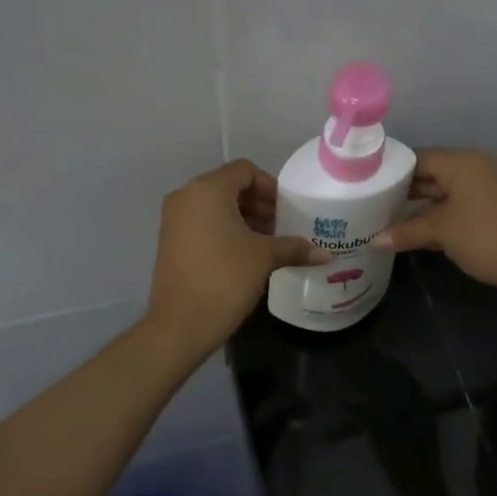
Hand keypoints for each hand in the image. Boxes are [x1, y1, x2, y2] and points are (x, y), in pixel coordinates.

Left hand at [147, 161, 329, 354]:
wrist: (180, 324)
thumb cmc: (225, 279)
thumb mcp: (264, 258)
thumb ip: (294, 248)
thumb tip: (327, 254)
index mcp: (208, 190)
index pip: (244, 171)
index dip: (270, 187)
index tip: (287, 210)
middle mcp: (186, 196)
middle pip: (229, 186)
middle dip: (258, 204)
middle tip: (282, 227)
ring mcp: (173, 219)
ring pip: (215, 206)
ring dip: (243, 218)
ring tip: (268, 243)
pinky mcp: (170, 240)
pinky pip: (202, 222)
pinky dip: (224, 229)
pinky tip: (245, 254)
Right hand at [372, 148, 496, 296]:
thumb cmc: (484, 236)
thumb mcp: (441, 232)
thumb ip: (406, 232)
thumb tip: (373, 240)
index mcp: (462, 162)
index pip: (419, 158)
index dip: (394, 170)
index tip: (370, 184)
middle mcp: (477, 167)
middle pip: (433, 173)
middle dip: (407, 190)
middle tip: (376, 203)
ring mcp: (490, 187)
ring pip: (447, 190)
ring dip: (423, 205)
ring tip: (392, 218)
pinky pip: (461, 203)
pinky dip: (441, 213)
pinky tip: (422, 230)